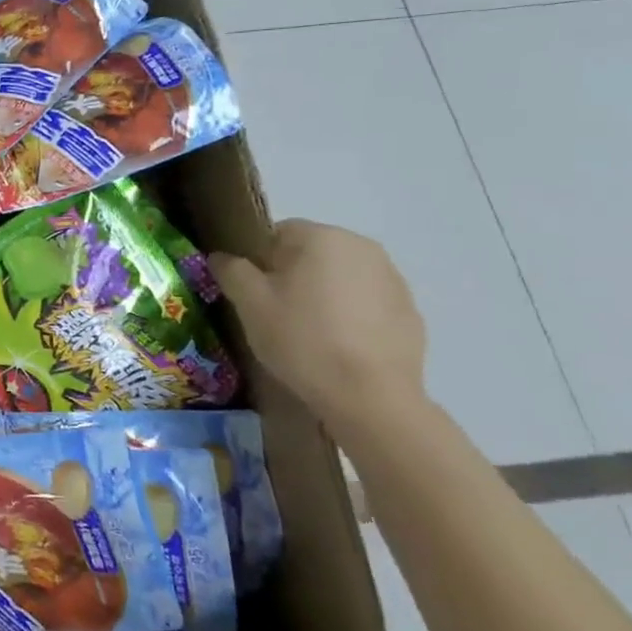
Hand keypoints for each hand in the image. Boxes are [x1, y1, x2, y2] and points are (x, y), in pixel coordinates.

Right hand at [210, 220, 427, 428]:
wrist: (370, 397)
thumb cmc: (302, 339)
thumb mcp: (249, 304)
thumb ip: (231, 271)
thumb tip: (222, 257)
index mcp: (321, 237)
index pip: (276, 233)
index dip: (258, 262)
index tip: (253, 294)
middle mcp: (362, 246)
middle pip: (311, 253)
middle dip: (291, 277)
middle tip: (276, 315)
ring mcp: (392, 278)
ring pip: (340, 277)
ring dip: (322, 295)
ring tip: (310, 335)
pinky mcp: (409, 311)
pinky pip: (366, 302)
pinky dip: (350, 316)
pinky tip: (339, 347)